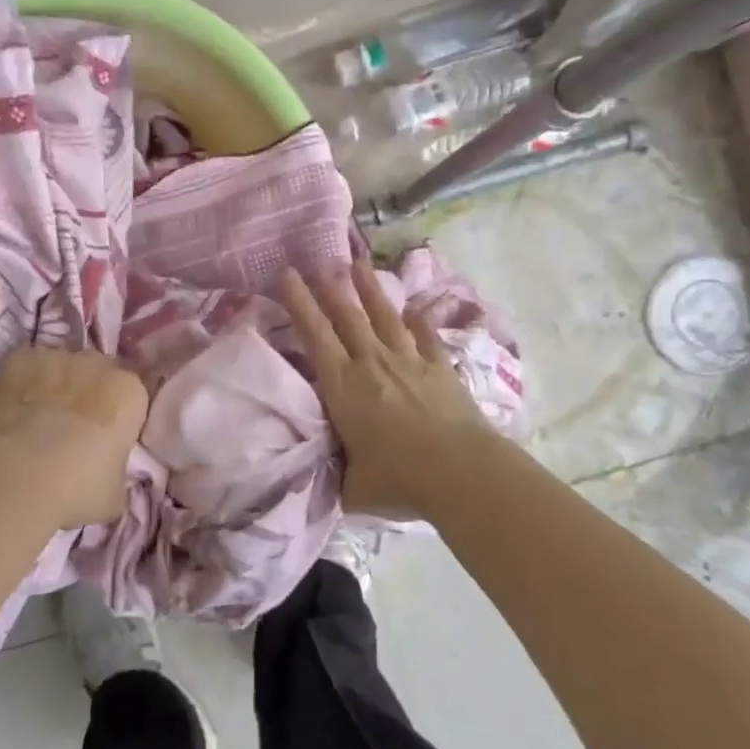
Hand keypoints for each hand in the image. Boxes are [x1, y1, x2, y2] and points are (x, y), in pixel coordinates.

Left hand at [0, 347, 147, 528]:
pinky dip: (22, 385)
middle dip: (88, 395)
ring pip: (61, 368)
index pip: (131, 398)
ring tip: (35, 421)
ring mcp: (56, 358)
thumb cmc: (78, 487)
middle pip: (97, 374)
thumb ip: (117, 472)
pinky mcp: (19, 359)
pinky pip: (27, 368)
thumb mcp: (115, 494)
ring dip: (55, 387)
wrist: (17, 476)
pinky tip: (11, 411)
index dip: (117, 418)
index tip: (104, 440)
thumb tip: (108, 473)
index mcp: (130, 392)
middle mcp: (98, 365)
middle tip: (71, 430)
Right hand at [281, 262, 500, 518]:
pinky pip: (426, 338)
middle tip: (318, 261)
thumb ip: (336, 476)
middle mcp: (373, 363)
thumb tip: (326, 478)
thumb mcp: (352, 487)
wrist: (462, 472)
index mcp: (343, 386)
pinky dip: (419, 322)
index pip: (315, 335)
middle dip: (329, 287)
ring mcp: (410, 362)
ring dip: (370, 290)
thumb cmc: (399, 480)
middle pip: (347, 316)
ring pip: (384, 317)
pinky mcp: (441, 369)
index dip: (299, 303)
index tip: (287, 275)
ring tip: (359, 265)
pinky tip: (415, 310)